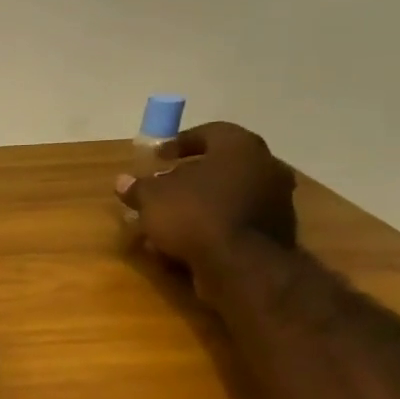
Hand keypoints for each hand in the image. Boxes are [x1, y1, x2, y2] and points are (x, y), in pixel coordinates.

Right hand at [116, 122, 297, 296]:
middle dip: (189, 177)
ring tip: (168, 221)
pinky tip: (186, 242)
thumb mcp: (152, 198)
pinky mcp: (276, 233)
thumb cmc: (195, 215)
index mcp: (240, 147)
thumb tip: (123, 181)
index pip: (210, 132)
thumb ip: (138, 187)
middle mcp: (266, 167)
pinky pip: (236, 221)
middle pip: (221, 166)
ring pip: (228, 196)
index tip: (158, 157)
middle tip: (162, 188)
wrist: (242, 266)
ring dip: (199, 204)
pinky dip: (213, 226)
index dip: (180, 142)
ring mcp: (276, 201)